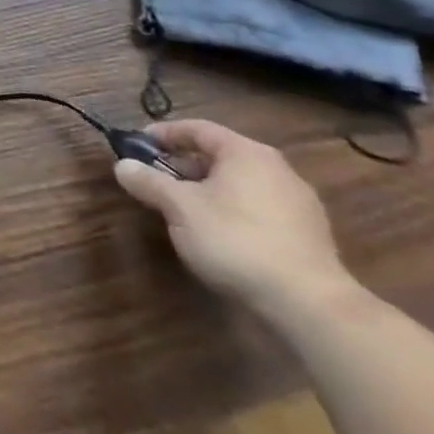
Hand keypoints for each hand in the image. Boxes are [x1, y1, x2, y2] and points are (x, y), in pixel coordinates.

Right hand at [114, 119, 356, 321]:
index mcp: (247, 153)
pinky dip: (233, 211)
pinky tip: (219, 234)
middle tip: (156, 179)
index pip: (198, 129)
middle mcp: (277, 170)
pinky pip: (260, 209)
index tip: (138, 144)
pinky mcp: (310, 236)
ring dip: (208, 190)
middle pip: (220, 156)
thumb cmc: (236, 239)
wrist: (310, 305)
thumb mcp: (179, 207)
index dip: (164, 133)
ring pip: (240, 184)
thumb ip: (148, 182)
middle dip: (184, 165)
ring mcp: (299, 204)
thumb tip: (123, 166)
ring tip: (183, 209)